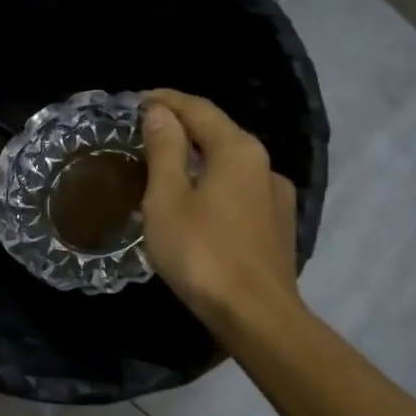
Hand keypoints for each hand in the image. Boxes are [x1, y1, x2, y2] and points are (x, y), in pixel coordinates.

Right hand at [139, 88, 301, 330]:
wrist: (255, 314)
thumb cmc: (201, 253)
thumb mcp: (167, 199)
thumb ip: (165, 150)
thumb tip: (161, 113)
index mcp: (237, 150)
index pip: (198, 109)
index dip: (167, 100)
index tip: (138, 100)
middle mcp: (264, 164)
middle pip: (218, 133)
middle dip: (183, 127)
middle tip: (147, 132)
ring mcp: (276, 196)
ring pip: (230, 164)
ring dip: (198, 159)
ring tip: (168, 169)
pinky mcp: (277, 225)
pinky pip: (239, 191)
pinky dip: (213, 184)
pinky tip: (198, 204)